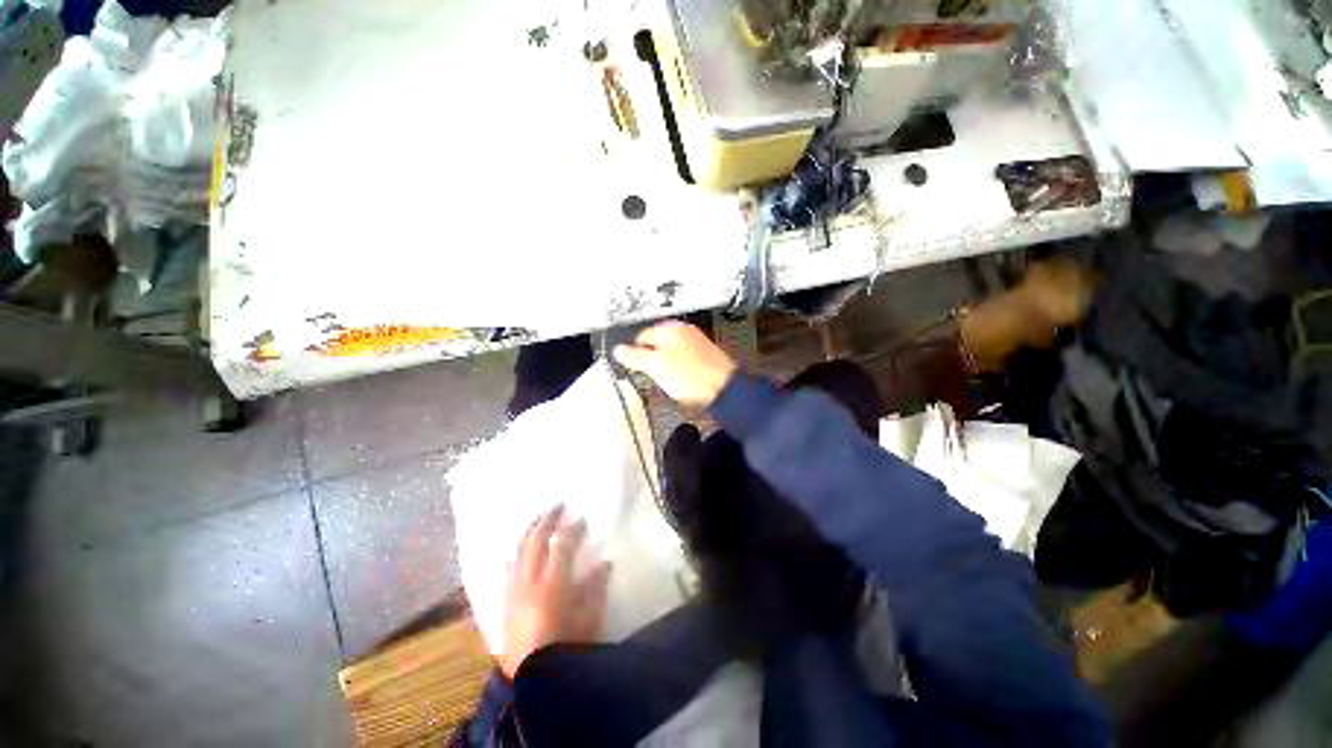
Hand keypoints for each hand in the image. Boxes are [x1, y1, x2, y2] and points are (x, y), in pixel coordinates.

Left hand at [500, 505, 611, 678]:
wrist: (531, 682)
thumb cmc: (566, 648)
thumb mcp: (589, 620)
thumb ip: (596, 588)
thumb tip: (605, 563)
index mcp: (552, 583)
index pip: (562, 545)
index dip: (572, 529)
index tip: (582, 519)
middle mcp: (529, 581)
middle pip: (535, 541)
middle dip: (546, 520)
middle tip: (557, 506)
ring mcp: (513, 590)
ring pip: (518, 550)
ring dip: (530, 530)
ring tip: (539, 519)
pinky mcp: (505, 601)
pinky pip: (509, 567)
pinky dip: (517, 551)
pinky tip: (520, 548)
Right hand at [612, 321, 736, 406]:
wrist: (724, 389)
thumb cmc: (689, 376)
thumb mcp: (655, 366)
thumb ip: (635, 356)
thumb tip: (618, 350)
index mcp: (670, 328)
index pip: (642, 335)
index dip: (634, 351)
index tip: (631, 365)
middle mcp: (684, 330)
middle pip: (657, 341)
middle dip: (650, 356)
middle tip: (647, 373)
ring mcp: (696, 341)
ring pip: (671, 349)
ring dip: (664, 362)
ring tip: (663, 378)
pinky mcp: (705, 354)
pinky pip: (684, 357)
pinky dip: (677, 366)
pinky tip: (679, 379)